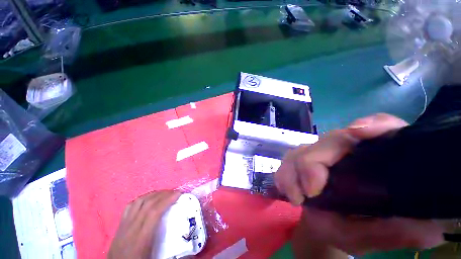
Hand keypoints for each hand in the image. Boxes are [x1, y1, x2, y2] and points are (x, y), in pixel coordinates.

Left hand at [108, 190, 180, 258]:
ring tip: (164, 193)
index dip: (168, 200)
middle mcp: (131, 229)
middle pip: (147, 204)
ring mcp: (123, 226)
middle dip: (163, 194)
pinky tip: (148, 200)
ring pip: (138, 202)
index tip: (179, 193)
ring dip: (153, 194)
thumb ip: (173, 256)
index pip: (154, 212)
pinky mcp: (119, 226)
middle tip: (174, 192)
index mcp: (141, 239)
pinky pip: (130, 206)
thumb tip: (191, 251)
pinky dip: (142, 199)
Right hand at [275, 113, 444, 254]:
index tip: (357, 132)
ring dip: (292, 171)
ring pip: (301, 150)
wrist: (324, 228)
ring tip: (294, 197)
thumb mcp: (375, 235)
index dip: (375, 124)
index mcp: (376, 161)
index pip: (384, 127)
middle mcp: (346, 151)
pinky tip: (285, 190)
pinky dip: (283, 173)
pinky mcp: (300, 159)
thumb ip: (396, 232)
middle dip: (312, 163)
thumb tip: (428, 230)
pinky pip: (287, 159)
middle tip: (308, 193)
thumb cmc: (353, 231)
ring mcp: (319, 154)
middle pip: (329, 141)